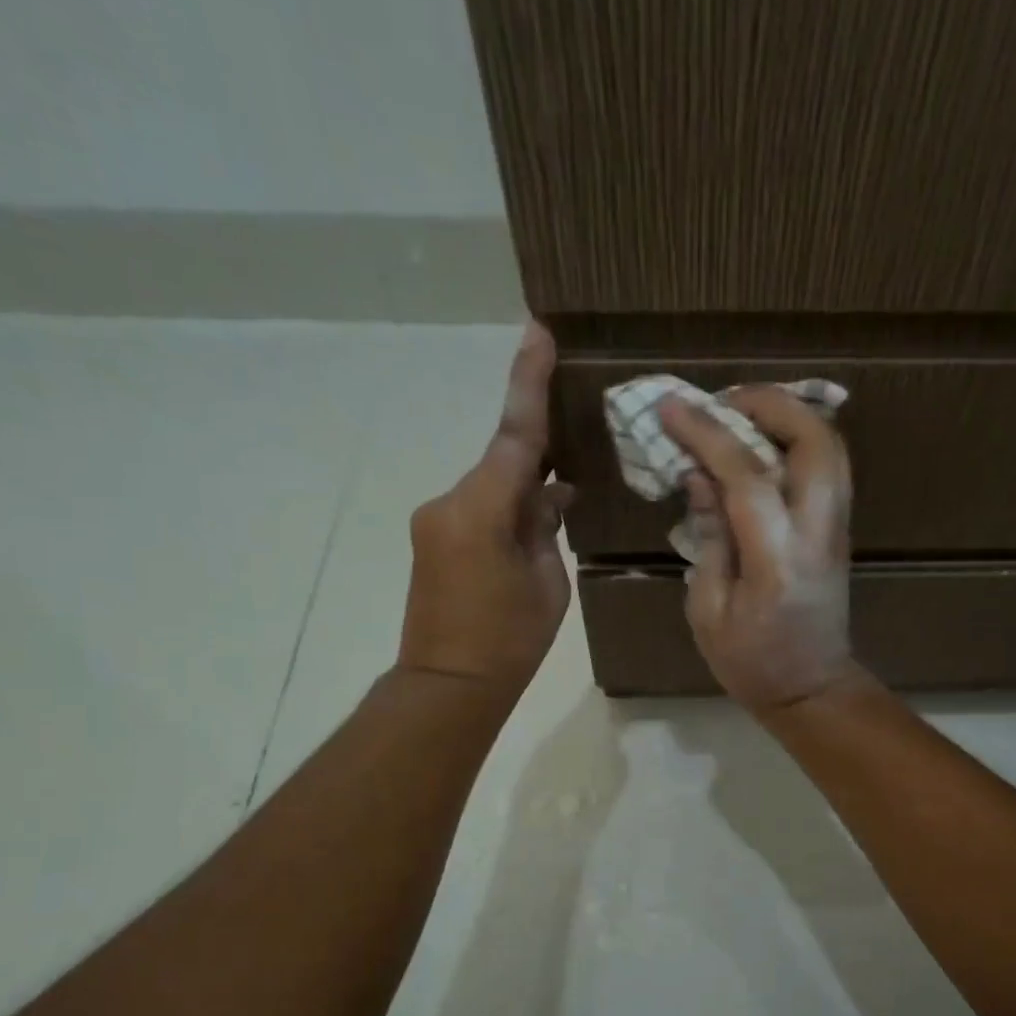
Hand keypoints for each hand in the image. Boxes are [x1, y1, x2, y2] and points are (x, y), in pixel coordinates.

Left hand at [399, 322, 573, 700]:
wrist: (448, 686)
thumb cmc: (509, 640)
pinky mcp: (435, 539)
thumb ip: (546, 529)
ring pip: (493, 485)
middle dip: (541, 452)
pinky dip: (509, 509)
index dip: (529, 381)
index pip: (515, 433)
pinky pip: (480, 507)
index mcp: (482, 508)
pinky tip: (537, 528)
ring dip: (527, 490)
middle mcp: (451, 500)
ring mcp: (438, 519)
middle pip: (503, 459)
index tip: (538, 330)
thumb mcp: (547, 583)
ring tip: (565, 504)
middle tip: (580, 434)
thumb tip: (552, 497)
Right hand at [660, 386, 865, 713]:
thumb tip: (699, 476)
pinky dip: (797, 440)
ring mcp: (838, 529)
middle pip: (816, 441)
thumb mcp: (708, 611)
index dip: (707, 434)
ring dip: (789, 416)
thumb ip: (707, 538)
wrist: (812, 690)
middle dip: (770, 404)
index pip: (748, 476)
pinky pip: (828, 466)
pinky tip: (762, 443)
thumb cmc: (751, 663)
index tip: (671, 406)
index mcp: (778, 560)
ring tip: (739, 415)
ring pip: (831, 447)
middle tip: (722, 402)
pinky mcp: (840, 530)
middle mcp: (819, 533)